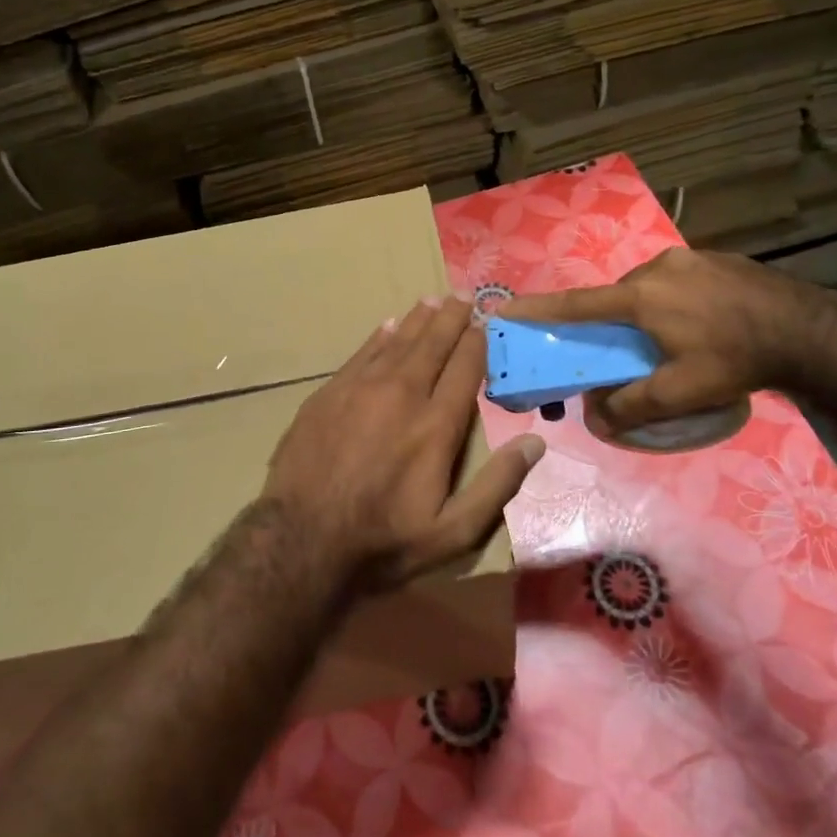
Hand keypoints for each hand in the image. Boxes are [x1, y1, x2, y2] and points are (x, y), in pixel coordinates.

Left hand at [264, 296, 544, 589]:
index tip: (488, 320)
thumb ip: (497, 485)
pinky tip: (387, 326)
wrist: (301, 541)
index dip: (478, 341)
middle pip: (432, 344)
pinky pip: (361, 354)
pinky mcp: (328, 394)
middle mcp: (401, 394)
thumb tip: (535, 443)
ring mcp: (360, 390)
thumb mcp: (453, 532)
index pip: (465, 368)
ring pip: (396, 342)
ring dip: (417, 319)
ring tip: (432, 299)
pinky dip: (379, 337)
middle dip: (451, 318)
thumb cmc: (383, 541)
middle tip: (464, 294)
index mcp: (435, 425)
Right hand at [502, 248, 830, 437]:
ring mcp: (689, 258)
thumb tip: (595, 416)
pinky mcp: (715, 258)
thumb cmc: (735, 359)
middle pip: (617, 297)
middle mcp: (657, 268)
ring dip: (645, 311)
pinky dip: (673, 301)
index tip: (506, 307)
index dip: (538, 308)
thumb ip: (632, 405)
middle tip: (626, 350)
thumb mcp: (681, 392)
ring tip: (672, 340)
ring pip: (648, 287)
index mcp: (641, 297)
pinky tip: (701, 323)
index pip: (577, 305)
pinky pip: (677, 280)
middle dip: (612, 321)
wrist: (809, 330)